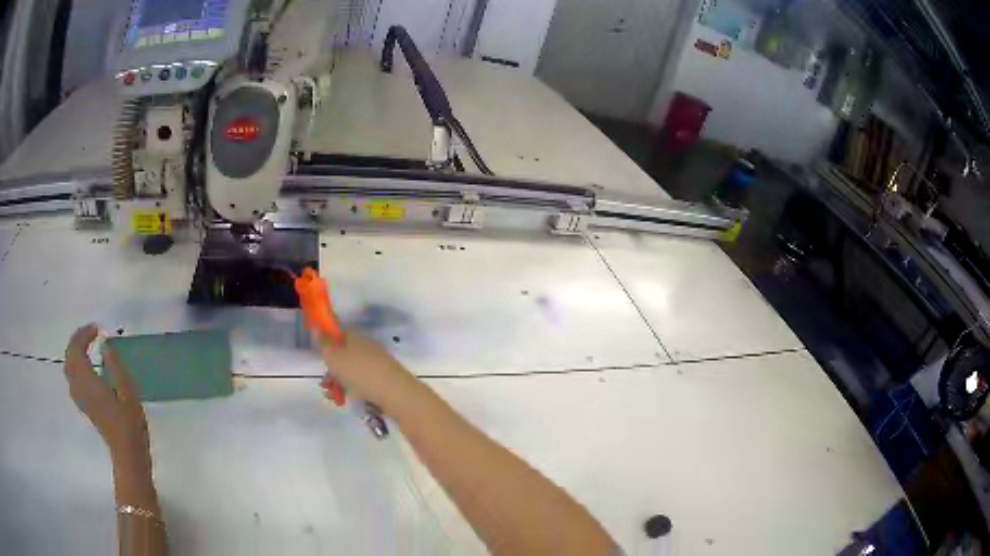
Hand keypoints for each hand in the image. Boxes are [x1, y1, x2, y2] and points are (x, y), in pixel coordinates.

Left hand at [64, 324, 149, 466]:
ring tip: (87, 348)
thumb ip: (115, 367)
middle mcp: (80, 388)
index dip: (84, 334)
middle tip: (90, 334)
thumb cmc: (131, 425)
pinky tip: (87, 369)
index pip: (76, 350)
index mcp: (89, 382)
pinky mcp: (84, 406)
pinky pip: (73, 379)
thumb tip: (105, 345)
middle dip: (77, 341)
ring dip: (75, 353)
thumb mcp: (128, 393)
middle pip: (69, 357)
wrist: (128, 455)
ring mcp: (80, 398)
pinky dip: (76, 367)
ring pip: (68, 368)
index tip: (97, 329)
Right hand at [318, 330, 420, 414]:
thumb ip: (324, 343)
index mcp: (356, 337)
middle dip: (331, 369)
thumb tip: (317, 327)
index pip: (339, 332)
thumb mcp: (335, 356)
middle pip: (343, 355)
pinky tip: (345, 400)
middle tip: (324, 383)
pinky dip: (350, 391)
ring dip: (338, 383)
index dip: (326, 340)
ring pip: (350, 371)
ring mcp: (375, 365)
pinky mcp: (381, 381)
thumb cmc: (360, 372)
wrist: (395, 394)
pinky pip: (361, 383)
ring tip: (333, 396)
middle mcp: (366, 348)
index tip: (318, 354)